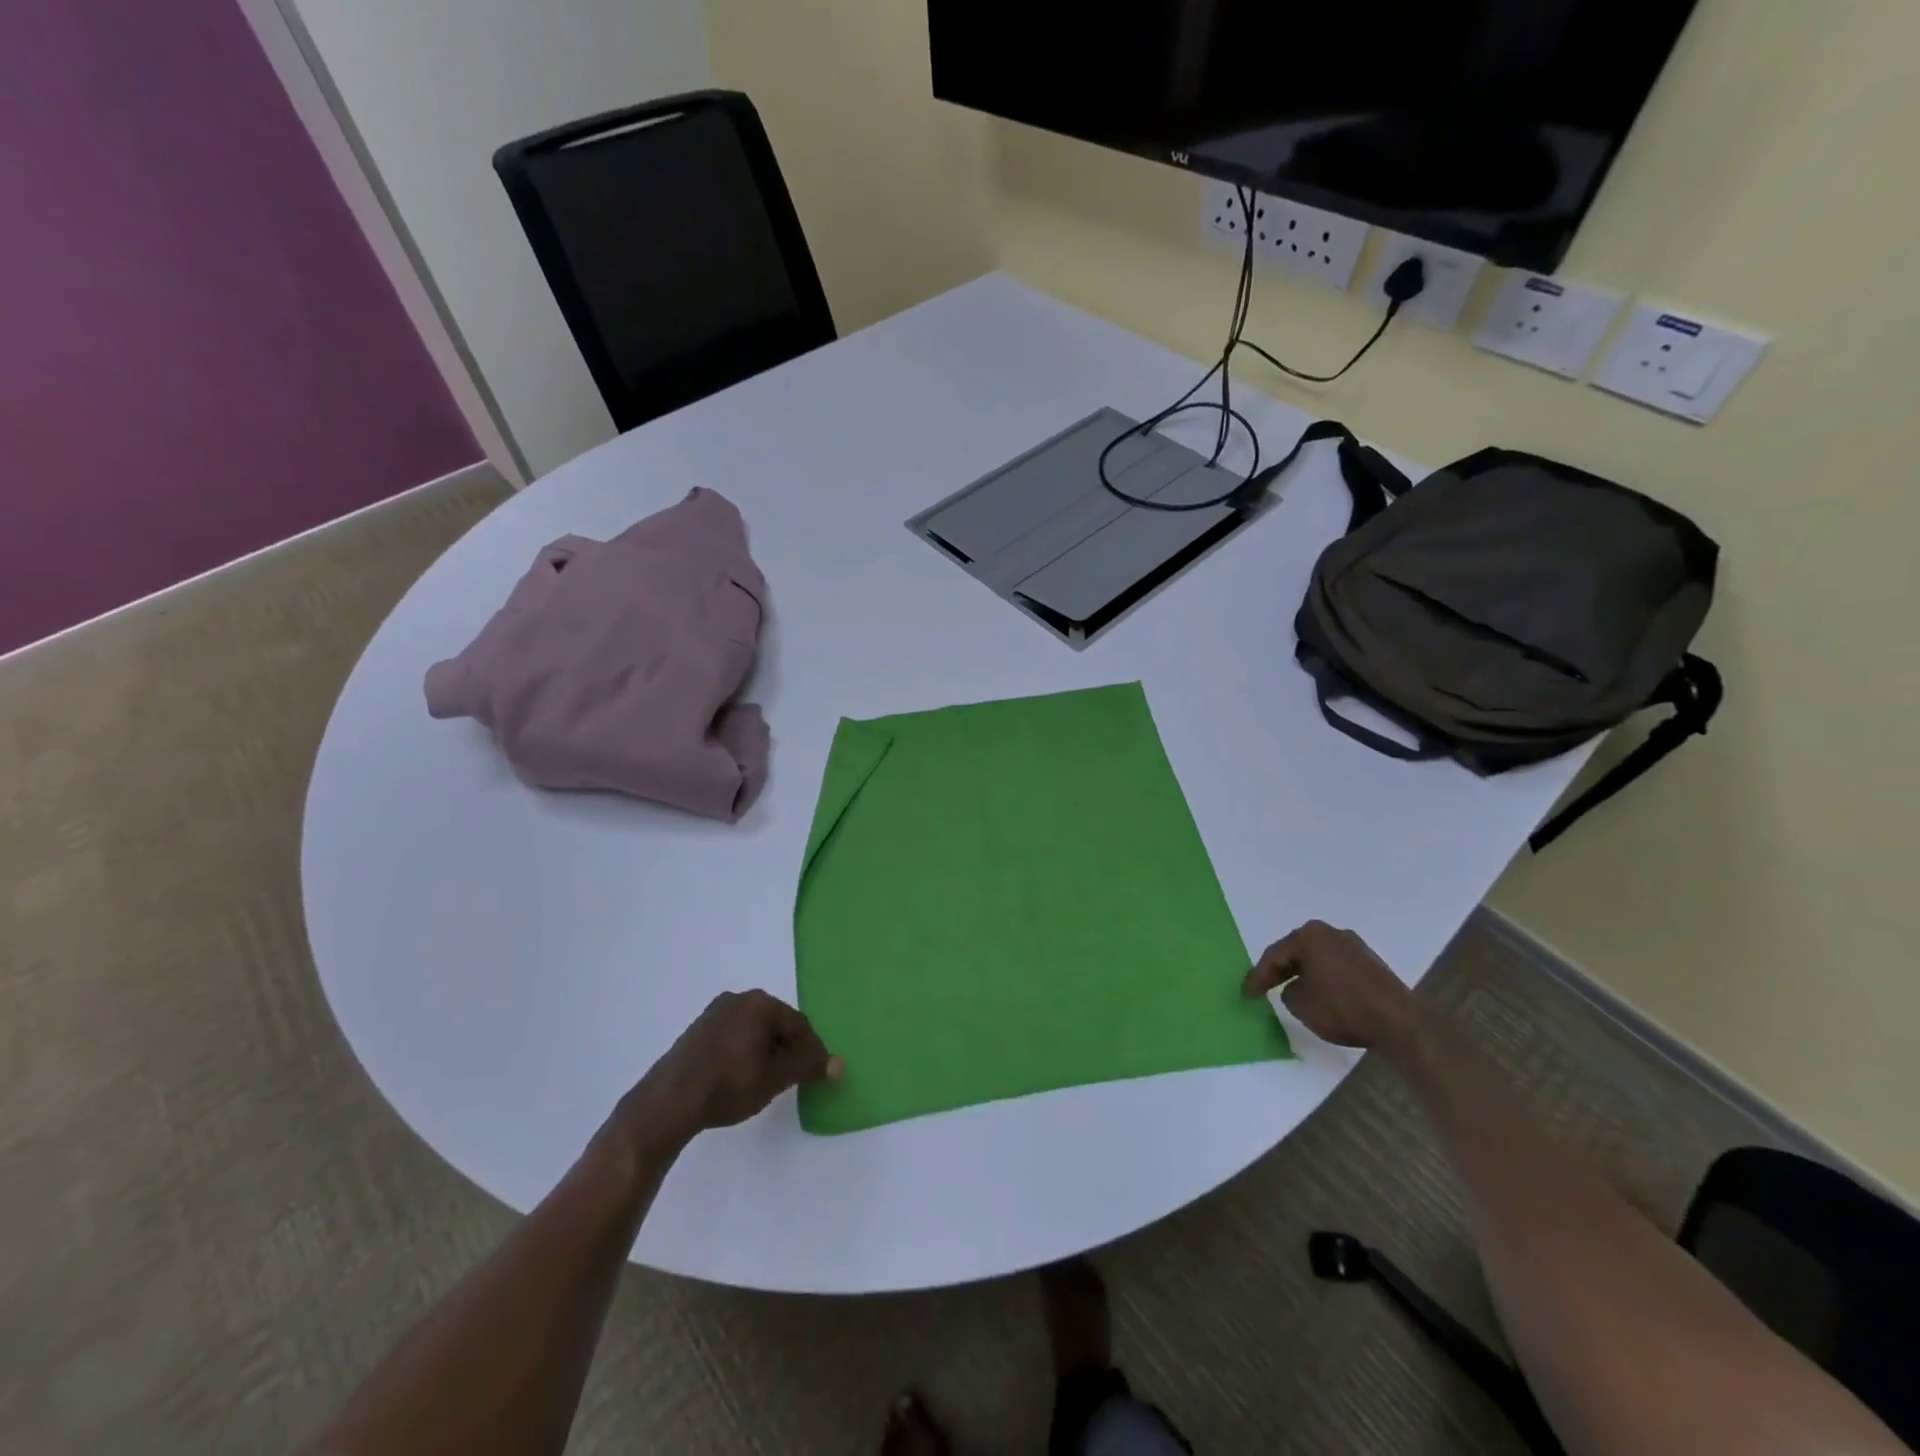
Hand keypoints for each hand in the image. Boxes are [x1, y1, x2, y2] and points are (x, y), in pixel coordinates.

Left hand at [630, 990, 841, 1146]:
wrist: (669, 1102)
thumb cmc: (729, 1084)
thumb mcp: (775, 1078)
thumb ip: (807, 1066)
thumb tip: (838, 1063)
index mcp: (760, 1003)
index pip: (798, 1024)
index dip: (812, 1050)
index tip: (817, 1074)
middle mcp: (738, 998)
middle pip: (776, 1023)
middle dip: (788, 1048)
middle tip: (793, 1077)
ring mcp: (714, 1012)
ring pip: (754, 1029)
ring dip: (766, 1051)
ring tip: (768, 1079)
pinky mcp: (697, 1030)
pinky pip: (733, 1035)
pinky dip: (744, 1051)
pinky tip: (741, 1076)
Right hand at [1242, 921, 1422, 1050]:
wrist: (1398, 1021)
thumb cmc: (1341, 1007)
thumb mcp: (1299, 1003)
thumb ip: (1288, 992)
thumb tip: (1297, 988)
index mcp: (1309, 936)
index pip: (1275, 955)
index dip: (1258, 976)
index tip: (1247, 993)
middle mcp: (1331, 933)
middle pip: (1297, 952)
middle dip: (1280, 970)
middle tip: (1264, 987)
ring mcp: (1355, 947)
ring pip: (1318, 959)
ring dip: (1304, 974)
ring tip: (1291, 990)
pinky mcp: (1372, 965)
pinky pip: (1337, 969)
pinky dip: (1325, 979)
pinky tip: (1320, 994)